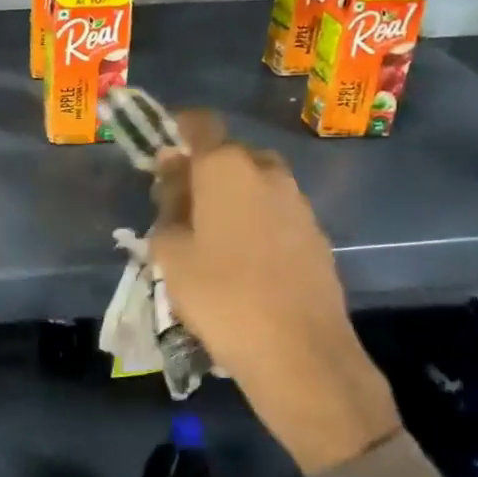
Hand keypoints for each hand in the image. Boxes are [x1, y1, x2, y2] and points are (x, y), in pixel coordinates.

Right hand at [147, 111, 397, 474]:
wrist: (299, 352)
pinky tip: (243, 261)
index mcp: (226, 167)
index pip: (200, 124)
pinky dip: (256, 221)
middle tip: (178, 206)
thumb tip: (172, 180)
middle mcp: (268, 172)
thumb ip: (167, 208)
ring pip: (255, 184)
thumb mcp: (170, 253)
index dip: (177, 130)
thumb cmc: (220, 295)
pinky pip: (276, 212)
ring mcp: (298, 203)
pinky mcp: (316, 234)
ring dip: (231, 197)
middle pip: (229, 155)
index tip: (161, 153)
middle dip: (202, 171)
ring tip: (209, 238)